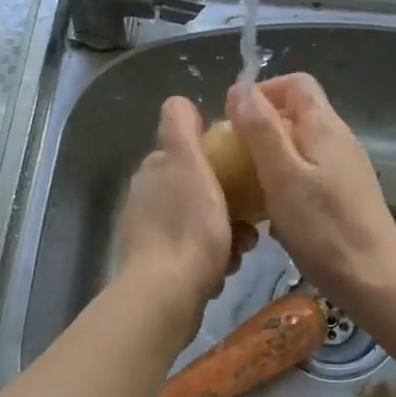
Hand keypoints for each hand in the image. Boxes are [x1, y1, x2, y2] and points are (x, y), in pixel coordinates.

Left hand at [117, 97, 256, 333]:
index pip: (188, 154)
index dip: (216, 162)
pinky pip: (195, 255)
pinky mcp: (159, 269)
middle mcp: (146, 200)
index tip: (240, 175)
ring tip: (240, 251)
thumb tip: (177, 102)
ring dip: (226, 236)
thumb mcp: (188, 164)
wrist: (168, 294)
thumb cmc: (188, 226)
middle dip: (228, 205)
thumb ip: (180, 129)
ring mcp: (150, 236)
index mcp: (153, 172)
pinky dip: (213, 262)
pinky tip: (223, 273)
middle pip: (199, 192)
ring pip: (201, 224)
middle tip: (248, 223)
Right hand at [227, 74, 395, 312]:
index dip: (261, 91)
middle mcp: (339, 140)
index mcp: (325, 126)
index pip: (295, 83)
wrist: (374, 280)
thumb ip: (260, 130)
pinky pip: (308, 175)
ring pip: (299, 148)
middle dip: (259, 128)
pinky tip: (272, 215)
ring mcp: (345, 170)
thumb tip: (239, 88)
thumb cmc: (323, 228)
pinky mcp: (345, 197)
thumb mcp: (282, 175)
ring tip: (246, 188)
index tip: (232, 119)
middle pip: (296, 114)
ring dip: (269, 160)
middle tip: (232, 158)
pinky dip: (285, 184)